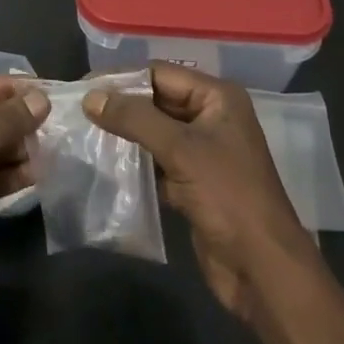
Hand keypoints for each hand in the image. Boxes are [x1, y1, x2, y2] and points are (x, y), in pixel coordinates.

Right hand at [85, 65, 319, 319]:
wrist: (262, 269)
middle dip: (122, 105)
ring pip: (156, 131)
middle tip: (80, 110)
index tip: (84, 86)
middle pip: (157, 100)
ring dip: (126, 133)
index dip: (122, 78)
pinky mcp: (194, 182)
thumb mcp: (181, 150)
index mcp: (217, 98)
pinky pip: (159, 160)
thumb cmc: (228, 197)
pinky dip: (136, 161)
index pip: (160, 73)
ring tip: (87, 133)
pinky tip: (108, 163)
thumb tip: (91, 97)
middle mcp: (212, 117)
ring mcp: (204, 151)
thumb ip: (134, 119)